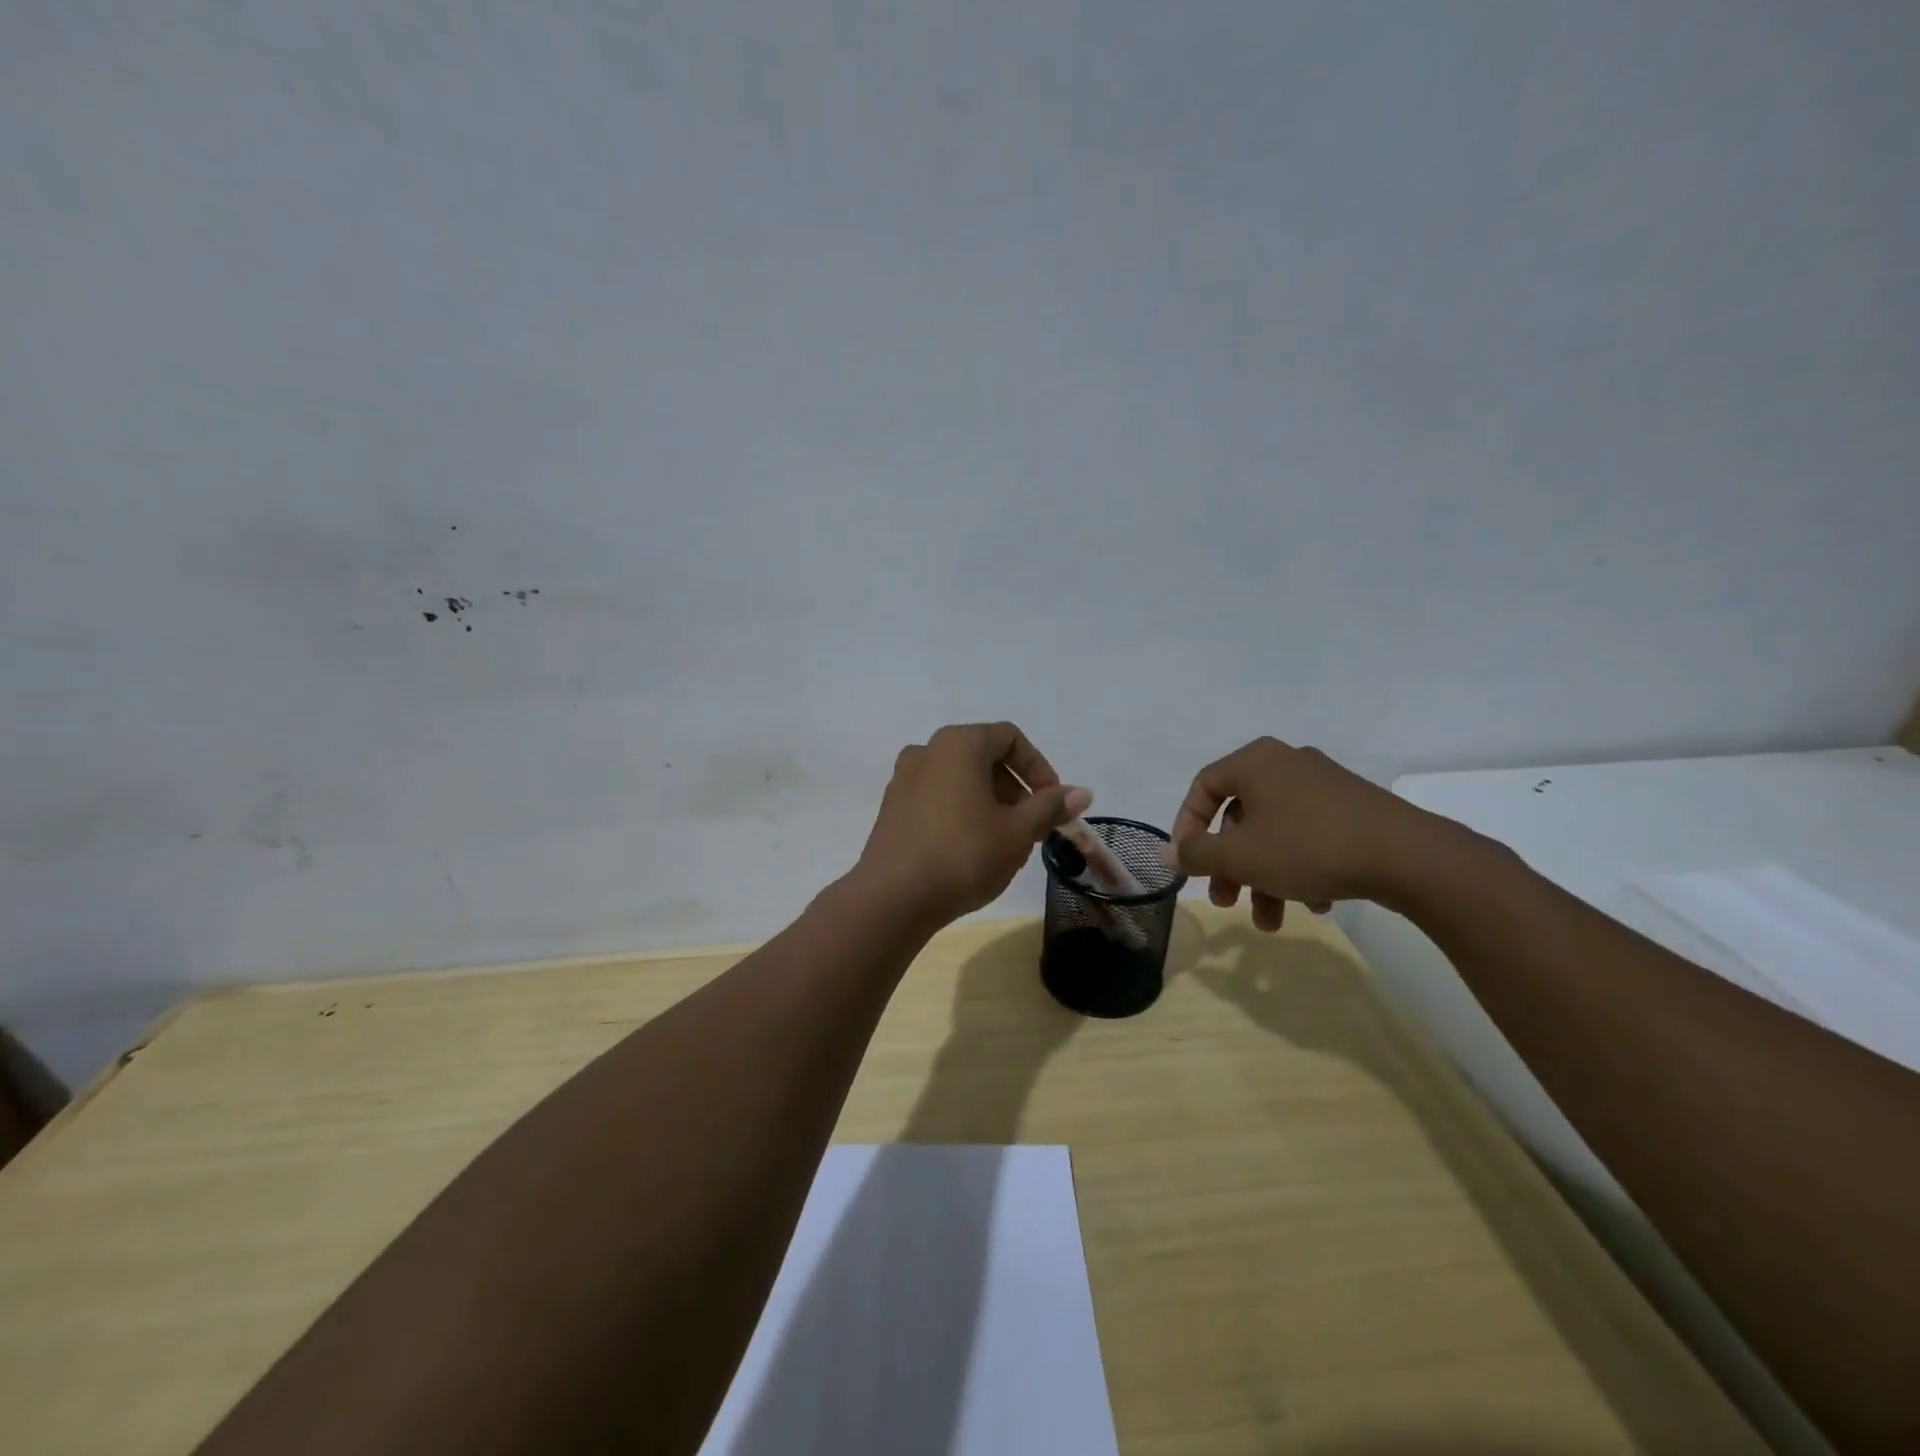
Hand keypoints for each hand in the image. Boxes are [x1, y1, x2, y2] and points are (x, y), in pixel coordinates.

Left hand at [854, 722, 1090, 930]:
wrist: (892, 899)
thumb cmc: (964, 855)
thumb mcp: (1018, 832)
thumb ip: (1049, 807)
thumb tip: (1082, 792)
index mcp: (958, 744)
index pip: (1010, 738)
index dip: (1039, 768)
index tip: (1053, 804)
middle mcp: (927, 750)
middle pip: (984, 756)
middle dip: (1016, 788)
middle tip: (1033, 827)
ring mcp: (904, 779)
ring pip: (960, 779)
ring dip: (990, 802)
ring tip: (1005, 842)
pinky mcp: (892, 808)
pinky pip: (937, 797)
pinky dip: (962, 811)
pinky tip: (971, 849)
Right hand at [1167, 737, 1444, 931]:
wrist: (1408, 856)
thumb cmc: (1307, 847)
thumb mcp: (1240, 856)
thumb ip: (1197, 853)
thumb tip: (1168, 853)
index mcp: (1255, 762)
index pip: (1202, 787)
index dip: (1187, 827)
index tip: (1189, 865)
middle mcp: (1286, 763)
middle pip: (1240, 817)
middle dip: (1231, 866)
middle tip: (1227, 902)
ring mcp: (1323, 785)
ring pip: (1275, 833)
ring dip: (1265, 877)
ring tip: (1272, 921)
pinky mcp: (1354, 808)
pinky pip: (1310, 836)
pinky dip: (1300, 869)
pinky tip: (1315, 903)